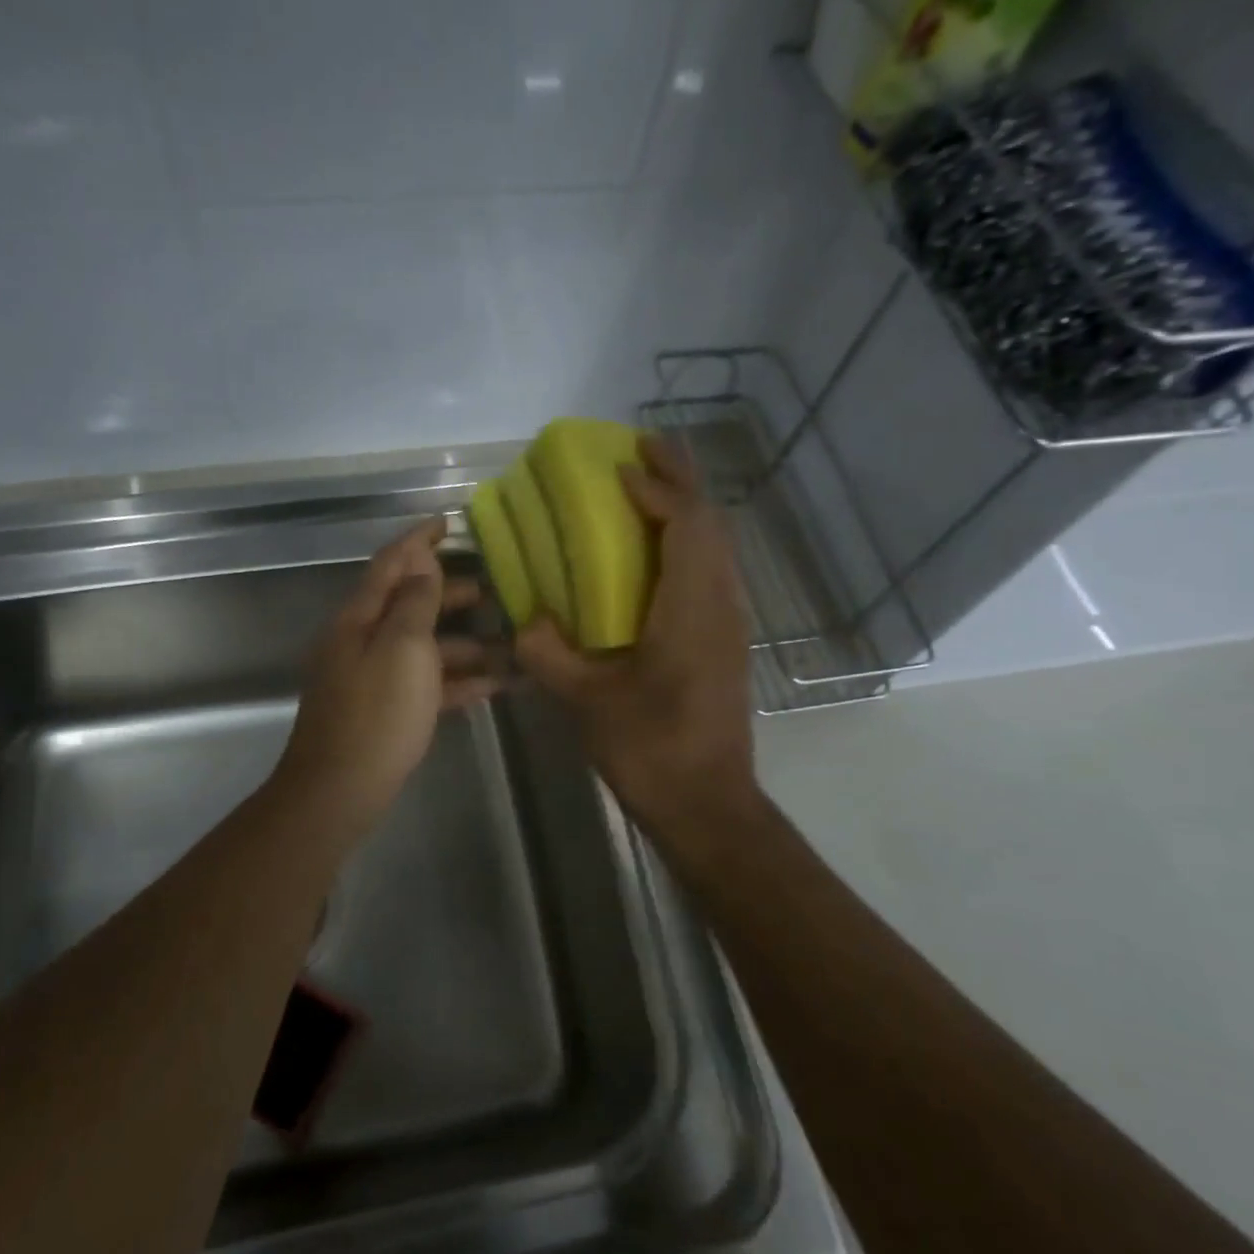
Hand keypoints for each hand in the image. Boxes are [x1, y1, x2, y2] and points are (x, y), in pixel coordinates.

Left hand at [277, 517, 501, 829]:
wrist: (339, 790)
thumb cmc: (376, 713)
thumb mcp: (402, 648)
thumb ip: (414, 602)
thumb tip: (421, 563)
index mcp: (359, 618)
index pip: (390, 564)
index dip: (418, 540)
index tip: (447, 522)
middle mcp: (362, 641)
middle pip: (408, 605)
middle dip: (448, 594)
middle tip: (492, 590)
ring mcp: (372, 678)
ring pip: (422, 648)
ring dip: (462, 644)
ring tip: (507, 644)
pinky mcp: (385, 711)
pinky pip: (425, 685)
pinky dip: (456, 681)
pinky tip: (493, 686)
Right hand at [515, 437, 761, 838]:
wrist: (707, 804)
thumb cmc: (650, 749)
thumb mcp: (587, 701)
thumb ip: (549, 653)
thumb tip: (524, 621)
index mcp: (691, 609)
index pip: (686, 524)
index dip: (656, 488)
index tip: (618, 469)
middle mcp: (720, 604)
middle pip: (711, 522)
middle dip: (680, 478)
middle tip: (641, 449)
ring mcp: (729, 622)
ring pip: (717, 544)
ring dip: (686, 508)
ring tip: (648, 486)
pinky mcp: (725, 640)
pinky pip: (712, 569)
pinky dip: (688, 541)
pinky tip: (656, 551)